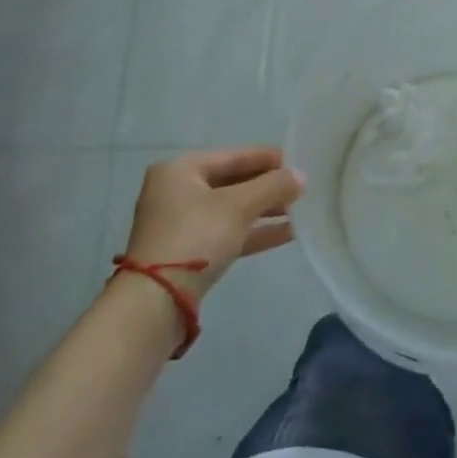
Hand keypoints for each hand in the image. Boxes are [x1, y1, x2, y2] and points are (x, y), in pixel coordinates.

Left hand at [122, 147, 305, 299]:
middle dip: (267, 187)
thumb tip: (301, 176)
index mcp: (180, 170)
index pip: (232, 156)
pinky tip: (287, 233)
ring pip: (231, 210)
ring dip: (264, 210)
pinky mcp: (187, 253)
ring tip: (299, 211)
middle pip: (231, 183)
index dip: (266, 158)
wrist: (156, 301)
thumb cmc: (195, 237)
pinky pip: (227, 233)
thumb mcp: (238, 206)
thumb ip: (273, 186)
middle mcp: (176, 192)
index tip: (296, 161)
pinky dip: (254, 232)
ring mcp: (180, 224)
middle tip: (300, 188)